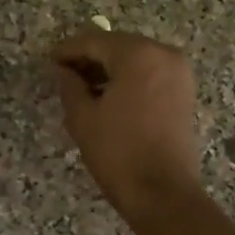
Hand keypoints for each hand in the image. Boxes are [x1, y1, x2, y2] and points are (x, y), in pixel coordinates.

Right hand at [53, 27, 203, 222]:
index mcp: (138, 55)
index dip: (69, 50)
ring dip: (110, 68)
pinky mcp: (184, 92)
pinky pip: (151, 73)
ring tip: (83, 88)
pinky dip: (129, 78)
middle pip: (118, 46)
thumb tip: (63, 70)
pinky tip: (109, 96)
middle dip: (91, 57)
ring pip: (136, 59)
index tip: (49, 60)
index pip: (95, 41)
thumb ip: (69, 85)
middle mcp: (164, 54)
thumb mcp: (83, 118)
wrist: (163, 193)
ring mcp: (179, 73)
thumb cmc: (118, 153)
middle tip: (64, 73)